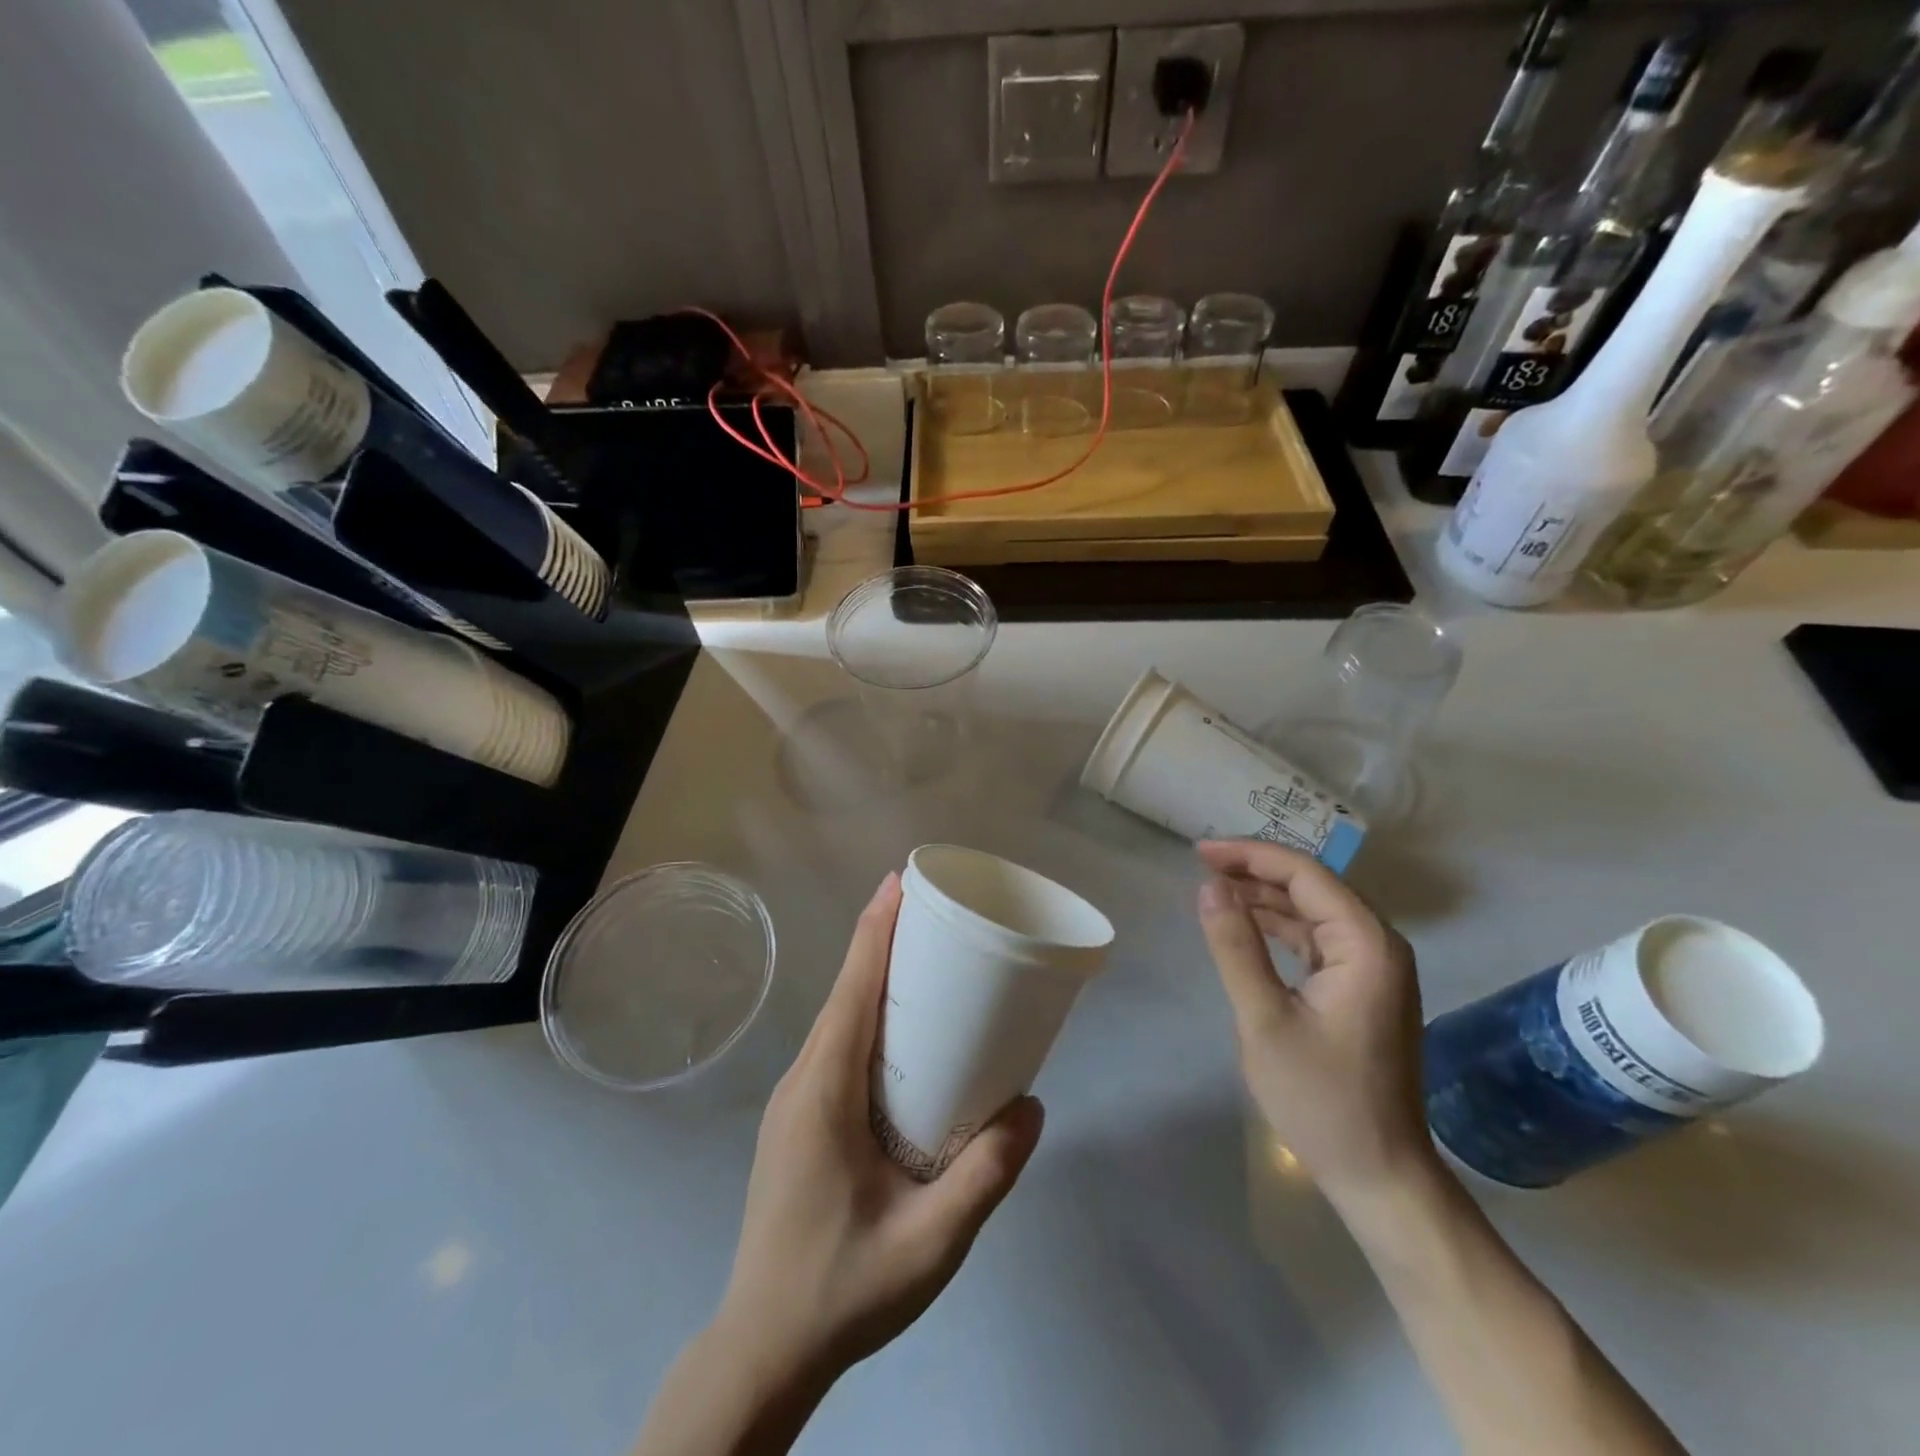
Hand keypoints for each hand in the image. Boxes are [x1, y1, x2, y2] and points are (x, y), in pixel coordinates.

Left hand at [716, 872, 1044, 1390]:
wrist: (763, 1350)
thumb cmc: (842, 1290)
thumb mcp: (930, 1243)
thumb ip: (985, 1176)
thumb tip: (1033, 1106)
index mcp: (823, 1092)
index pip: (851, 991)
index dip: (874, 931)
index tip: (898, 882)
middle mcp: (801, 1082)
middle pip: (844, 994)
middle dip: (881, 943)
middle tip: (931, 913)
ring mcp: (793, 1101)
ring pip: (837, 1021)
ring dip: (872, 979)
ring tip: (924, 959)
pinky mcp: (798, 1121)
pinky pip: (835, 1048)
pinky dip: (865, 1016)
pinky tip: (900, 1036)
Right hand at [1195, 840, 1434, 1210]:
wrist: (1380, 1174)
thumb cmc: (1321, 1099)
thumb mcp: (1264, 1019)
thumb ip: (1236, 946)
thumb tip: (1209, 886)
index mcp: (1365, 945)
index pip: (1305, 875)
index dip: (1250, 855)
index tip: (1200, 852)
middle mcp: (1379, 945)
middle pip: (1313, 886)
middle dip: (1256, 869)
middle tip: (1202, 865)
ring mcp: (1375, 968)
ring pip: (1315, 910)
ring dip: (1266, 896)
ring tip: (1215, 888)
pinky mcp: (1363, 989)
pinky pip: (1318, 938)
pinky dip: (1281, 926)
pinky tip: (1248, 925)